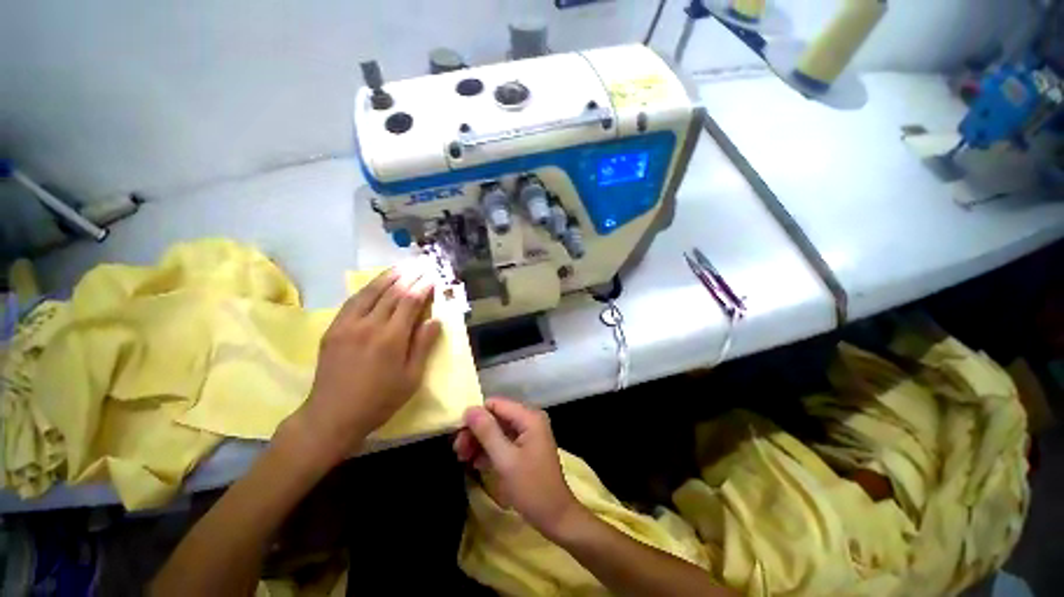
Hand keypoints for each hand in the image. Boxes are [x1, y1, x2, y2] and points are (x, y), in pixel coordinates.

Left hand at [289, 266, 441, 463]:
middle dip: (409, 276)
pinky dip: (368, 289)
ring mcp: (347, 325)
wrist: (332, 415)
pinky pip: (353, 301)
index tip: (432, 276)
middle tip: (421, 264)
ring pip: (370, 292)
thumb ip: (423, 346)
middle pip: (392, 293)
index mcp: (391, 338)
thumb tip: (435, 320)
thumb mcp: (411, 378)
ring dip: (388, 277)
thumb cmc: (379, 400)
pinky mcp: (333, 329)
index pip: (410, 302)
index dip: (422, 287)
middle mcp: (368, 325)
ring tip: (402, 266)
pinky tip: (376, 284)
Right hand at [453, 398, 581, 539]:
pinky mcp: (526, 446)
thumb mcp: (505, 459)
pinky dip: (489, 449)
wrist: (556, 517)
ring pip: (498, 429)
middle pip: (496, 416)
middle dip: (476, 431)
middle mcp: (529, 419)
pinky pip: (504, 440)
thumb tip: (469, 409)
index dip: (475, 415)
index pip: (496, 404)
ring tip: (462, 458)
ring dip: (480, 441)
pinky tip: (476, 463)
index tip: (457, 434)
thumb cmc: (531, 488)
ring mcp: (529, 433)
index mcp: (529, 417)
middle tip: (457, 450)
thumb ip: (487, 432)